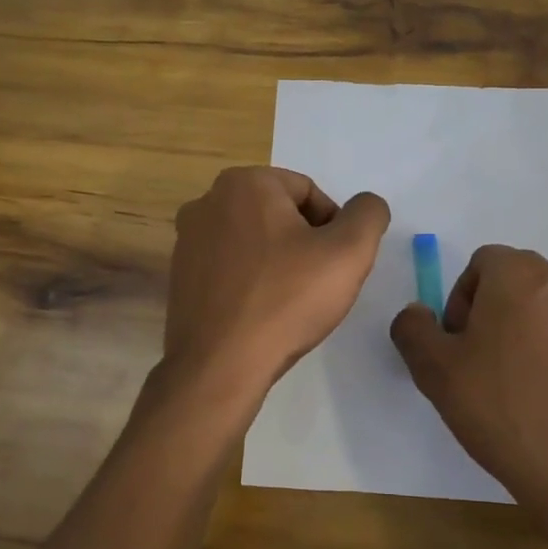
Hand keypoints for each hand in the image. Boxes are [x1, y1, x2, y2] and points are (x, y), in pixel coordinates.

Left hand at [163, 166, 389, 413]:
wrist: (220, 365)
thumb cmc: (286, 300)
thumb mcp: (349, 252)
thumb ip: (368, 215)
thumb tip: (365, 205)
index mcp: (245, 182)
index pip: (308, 192)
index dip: (333, 227)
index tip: (336, 265)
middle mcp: (208, 200)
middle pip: (279, 213)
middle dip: (305, 242)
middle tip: (319, 283)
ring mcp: (187, 238)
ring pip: (254, 239)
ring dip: (278, 261)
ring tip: (291, 301)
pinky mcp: (179, 274)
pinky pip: (229, 265)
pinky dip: (251, 280)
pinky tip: (262, 312)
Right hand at [390, 245, 547, 548]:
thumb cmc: (506, 413)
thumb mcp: (436, 372)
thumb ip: (413, 329)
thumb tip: (418, 313)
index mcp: (520, 272)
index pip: (480, 266)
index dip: (461, 304)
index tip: (461, 348)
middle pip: (515, 281)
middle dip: (493, 313)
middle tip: (484, 366)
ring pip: (547, 305)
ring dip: (527, 329)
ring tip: (521, 383)